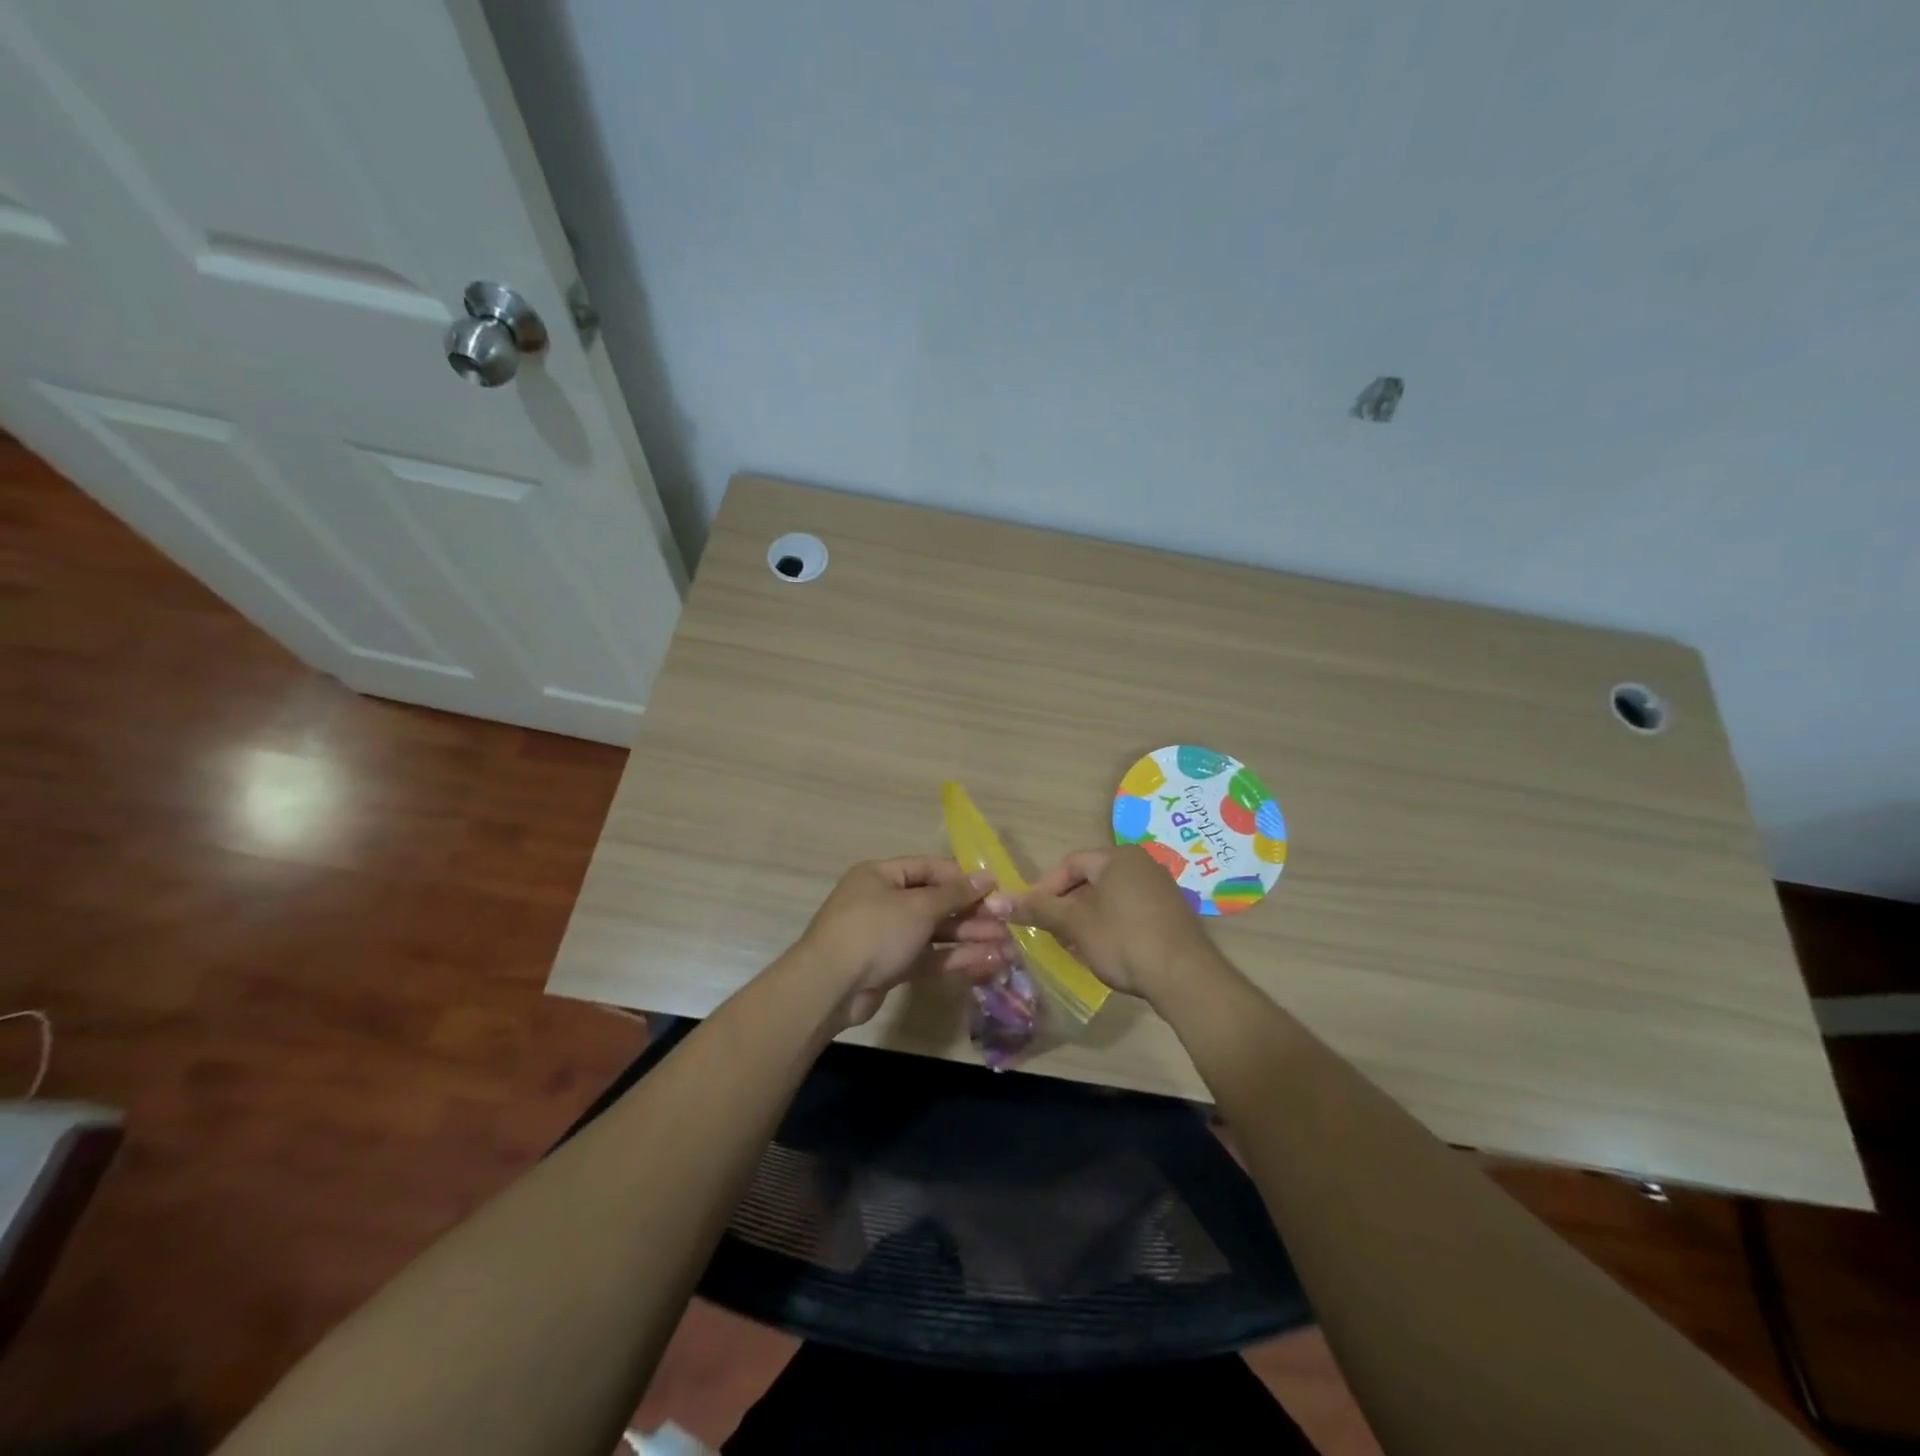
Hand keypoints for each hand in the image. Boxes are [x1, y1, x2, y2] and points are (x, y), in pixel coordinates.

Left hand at [798, 857, 1011, 1025]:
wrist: (830, 987)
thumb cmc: (875, 931)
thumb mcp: (918, 907)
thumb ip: (954, 894)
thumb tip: (987, 877)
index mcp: (881, 876)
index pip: (928, 869)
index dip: (961, 877)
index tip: (995, 888)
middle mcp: (883, 902)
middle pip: (934, 903)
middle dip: (970, 913)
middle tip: (1006, 923)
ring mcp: (886, 936)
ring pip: (934, 933)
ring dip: (968, 938)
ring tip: (1005, 946)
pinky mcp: (890, 967)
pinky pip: (927, 957)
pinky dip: (954, 959)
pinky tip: (985, 963)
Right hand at [1013, 845, 1213, 1001]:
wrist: (1184, 977)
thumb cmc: (1123, 939)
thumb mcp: (1074, 924)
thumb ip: (1036, 909)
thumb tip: (994, 900)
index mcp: (1119, 857)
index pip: (1071, 863)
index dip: (1045, 888)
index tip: (1030, 914)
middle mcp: (1143, 865)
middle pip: (1091, 880)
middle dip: (1066, 906)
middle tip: (1050, 932)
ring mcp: (1161, 890)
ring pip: (1109, 899)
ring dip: (1086, 919)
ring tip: (1073, 945)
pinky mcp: (1171, 915)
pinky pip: (1130, 912)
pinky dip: (1110, 927)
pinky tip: (1104, 952)